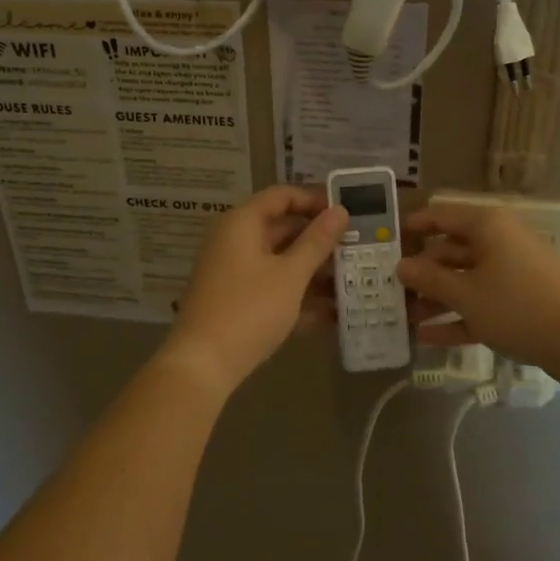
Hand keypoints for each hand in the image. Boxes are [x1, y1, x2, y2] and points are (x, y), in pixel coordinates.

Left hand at [158, 185, 347, 393]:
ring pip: (280, 262)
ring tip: (352, 283)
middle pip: (282, 229)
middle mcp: (234, 241)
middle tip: (356, 250)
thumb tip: (339, 210)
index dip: (314, 200)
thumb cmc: (249, 309)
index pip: (282, 196)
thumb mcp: (290, 275)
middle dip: (319, 241)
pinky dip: (297, 296)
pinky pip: (272, 288)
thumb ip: (317, 242)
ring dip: (313, 272)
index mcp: (242, 223)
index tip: (346, 214)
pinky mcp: (236, 300)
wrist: (203, 364)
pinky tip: (331, 316)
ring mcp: (234, 272)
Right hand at [398, 202, 559, 376]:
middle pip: (448, 250)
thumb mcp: (466, 294)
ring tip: (401, 318)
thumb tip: (400, 266)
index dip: (410, 228)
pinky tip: (426, 337)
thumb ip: (429, 280)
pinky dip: (456, 317)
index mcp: (486, 226)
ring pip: (462, 280)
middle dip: (419, 272)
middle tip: (385, 290)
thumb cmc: (519, 306)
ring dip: (434, 299)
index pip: (439, 215)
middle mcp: (497, 242)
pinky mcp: (518, 302)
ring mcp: (509, 272)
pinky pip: (479, 303)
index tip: (381, 245)